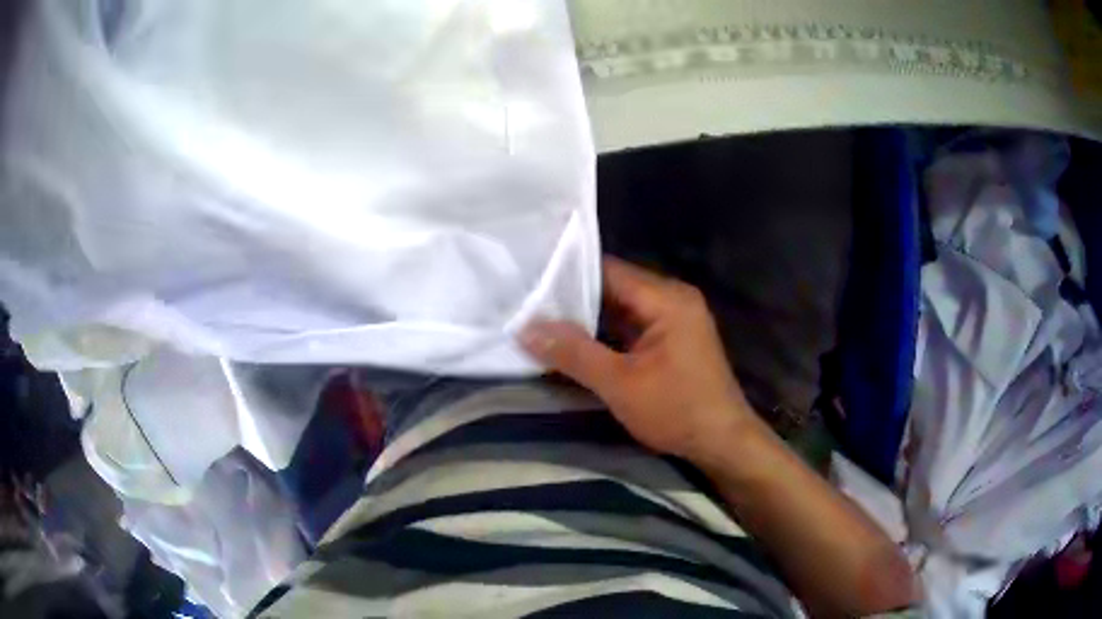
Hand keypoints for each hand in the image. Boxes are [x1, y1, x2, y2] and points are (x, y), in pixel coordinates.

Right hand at [519, 256, 756, 460]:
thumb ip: (573, 353)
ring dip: (588, 318)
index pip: (608, 270)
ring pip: (622, 308)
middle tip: (529, 305)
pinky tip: (576, 342)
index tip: (530, 283)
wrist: (723, 442)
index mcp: (667, 298)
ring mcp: (676, 318)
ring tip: (542, 320)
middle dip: (573, 299)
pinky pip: (633, 325)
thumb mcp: (620, 384)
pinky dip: (606, 333)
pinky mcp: (673, 338)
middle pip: (614, 287)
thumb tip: (526, 328)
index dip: (567, 275)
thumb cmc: (677, 410)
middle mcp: (673, 298)